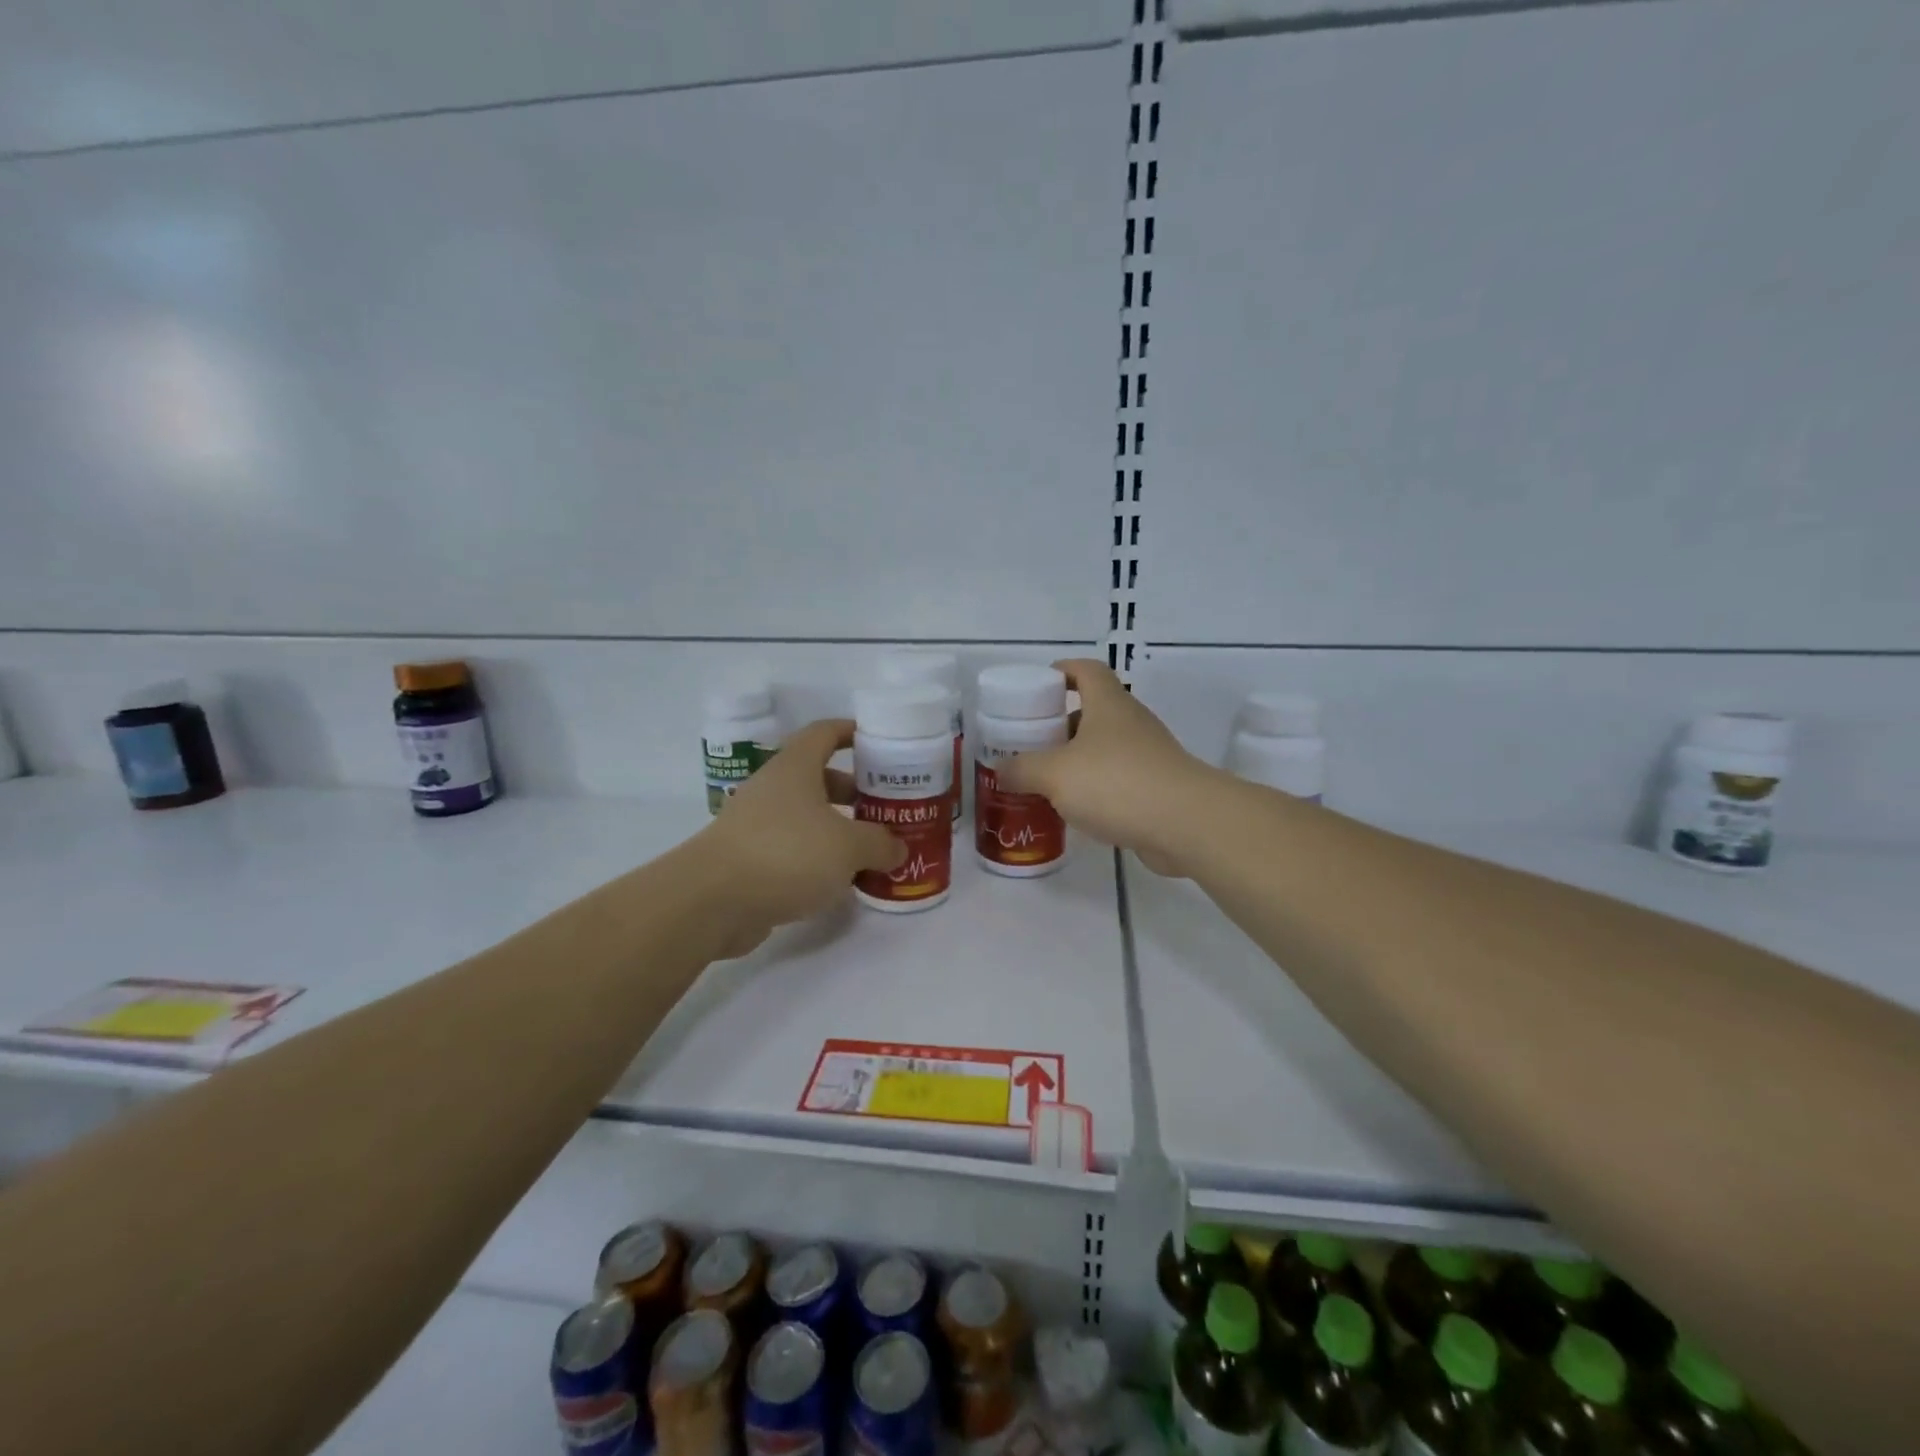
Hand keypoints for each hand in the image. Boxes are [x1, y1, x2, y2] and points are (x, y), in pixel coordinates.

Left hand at [693, 719, 906, 956]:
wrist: (711, 901)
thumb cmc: (787, 854)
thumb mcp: (849, 847)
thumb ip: (880, 844)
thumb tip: (897, 849)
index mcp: (795, 768)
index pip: (825, 733)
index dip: (853, 732)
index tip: (881, 743)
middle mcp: (773, 788)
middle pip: (819, 777)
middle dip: (855, 790)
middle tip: (886, 807)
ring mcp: (756, 824)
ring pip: (806, 816)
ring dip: (838, 827)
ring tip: (871, 848)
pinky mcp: (748, 859)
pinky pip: (792, 848)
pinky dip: (817, 857)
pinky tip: (840, 879)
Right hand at [993, 659, 1210, 875]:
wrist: (1185, 824)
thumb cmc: (1115, 783)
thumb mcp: (1054, 774)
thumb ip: (1022, 769)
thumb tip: (1000, 770)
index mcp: (1108, 704)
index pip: (1087, 670)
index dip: (1063, 671)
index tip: (1038, 686)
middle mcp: (1131, 723)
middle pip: (1093, 711)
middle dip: (1061, 723)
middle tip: (1031, 743)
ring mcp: (1148, 756)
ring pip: (1105, 748)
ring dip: (1077, 759)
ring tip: (1045, 780)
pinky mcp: (1157, 788)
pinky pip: (1118, 779)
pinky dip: (1095, 788)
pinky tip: (1075, 810)